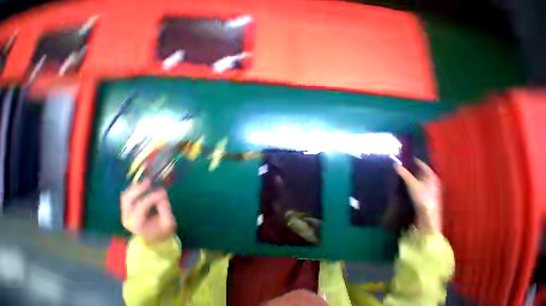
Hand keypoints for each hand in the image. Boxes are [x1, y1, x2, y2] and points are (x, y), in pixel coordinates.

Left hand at [121, 179, 176, 243]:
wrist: (154, 238)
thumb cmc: (162, 230)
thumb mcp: (168, 222)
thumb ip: (165, 208)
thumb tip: (162, 193)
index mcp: (137, 223)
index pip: (142, 206)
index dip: (152, 197)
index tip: (163, 191)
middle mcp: (127, 218)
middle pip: (128, 200)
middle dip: (138, 189)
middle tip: (150, 181)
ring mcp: (125, 214)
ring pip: (125, 196)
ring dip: (135, 188)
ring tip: (146, 181)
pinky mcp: (128, 210)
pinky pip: (127, 197)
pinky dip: (134, 189)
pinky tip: (142, 185)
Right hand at [395, 158, 441, 232]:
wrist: (428, 214)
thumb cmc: (422, 197)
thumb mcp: (412, 184)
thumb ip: (404, 174)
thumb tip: (395, 164)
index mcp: (432, 176)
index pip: (423, 165)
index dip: (414, 161)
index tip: (405, 157)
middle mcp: (433, 180)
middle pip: (422, 171)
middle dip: (412, 167)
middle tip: (401, 164)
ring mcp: (430, 187)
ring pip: (420, 177)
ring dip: (412, 174)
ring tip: (402, 172)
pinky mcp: (427, 193)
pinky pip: (419, 183)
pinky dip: (413, 180)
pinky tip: (406, 182)